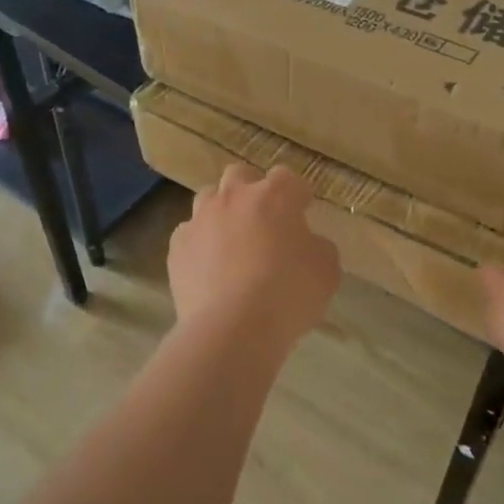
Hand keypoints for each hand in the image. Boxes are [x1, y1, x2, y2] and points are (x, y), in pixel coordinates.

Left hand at [167, 164, 340, 347]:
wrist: (232, 328)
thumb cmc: (288, 293)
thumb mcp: (326, 270)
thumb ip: (317, 246)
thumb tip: (306, 244)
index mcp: (274, 195)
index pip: (287, 178)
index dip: (296, 194)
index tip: (302, 210)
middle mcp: (234, 197)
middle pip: (240, 175)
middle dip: (251, 190)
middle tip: (263, 219)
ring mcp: (200, 220)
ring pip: (208, 199)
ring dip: (222, 212)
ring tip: (232, 241)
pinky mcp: (177, 247)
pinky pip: (189, 234)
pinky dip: (200, 244)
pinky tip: (209, 267)